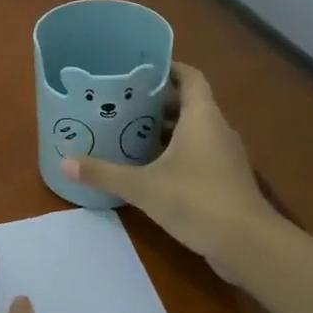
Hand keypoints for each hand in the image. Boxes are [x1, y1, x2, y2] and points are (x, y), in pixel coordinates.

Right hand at [60, 63, 276, 279]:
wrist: (247, 244)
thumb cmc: (196, 200)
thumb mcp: (143, 186)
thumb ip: (104, 173)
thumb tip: (65, 163)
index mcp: (202, 117)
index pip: (191, 77)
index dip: (169, 68)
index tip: (141, 69)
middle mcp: (218, 129)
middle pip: (190, 103)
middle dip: (159, 102)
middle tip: (125, 102)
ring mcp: (226, 156)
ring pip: (195, 130)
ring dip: (168, 129)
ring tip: (132, 131)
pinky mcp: (227, 179)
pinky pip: (200, 153)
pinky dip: (178, 152)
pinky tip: (152, 167)